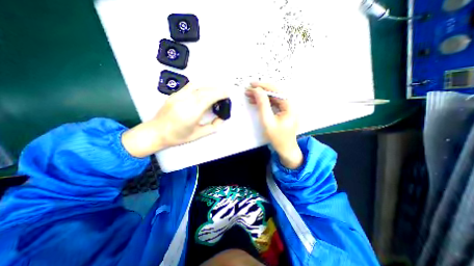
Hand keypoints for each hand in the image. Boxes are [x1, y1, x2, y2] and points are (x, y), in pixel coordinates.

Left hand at [121, 84, 226, 156]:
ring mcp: (178, 96)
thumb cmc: (177, 136)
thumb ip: (213, 127)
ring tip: (216, 91)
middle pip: (204, 90)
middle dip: (217, 89)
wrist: (156, 132)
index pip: (208, 98)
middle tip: (224, 93)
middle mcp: (184, 102)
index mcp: (191, 113)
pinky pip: (190, 86)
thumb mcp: (198, 135)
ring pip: (197, 85)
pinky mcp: (174, 94)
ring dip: (209, 86)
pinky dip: (200, 86)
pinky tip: (204, 90)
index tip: (227, 94)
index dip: (219, 94)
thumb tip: (221, 119)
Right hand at [247, 83, 301, 168]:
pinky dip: (264, 102)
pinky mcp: (283, 112)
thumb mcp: (268, 121)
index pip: (276, 91)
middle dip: (261, 91)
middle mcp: (290, 104)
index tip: (252, 84)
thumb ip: (262, 105)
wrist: (286, 148)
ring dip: (261, 96)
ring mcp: (287, 108)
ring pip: (273, 98)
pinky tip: (256, 102)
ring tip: (249, 95)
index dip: (263, 86)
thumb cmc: (278, 137)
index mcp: (289, 106)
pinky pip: (273, 104)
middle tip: (248, 90)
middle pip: (274, 93)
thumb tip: (257, 90)